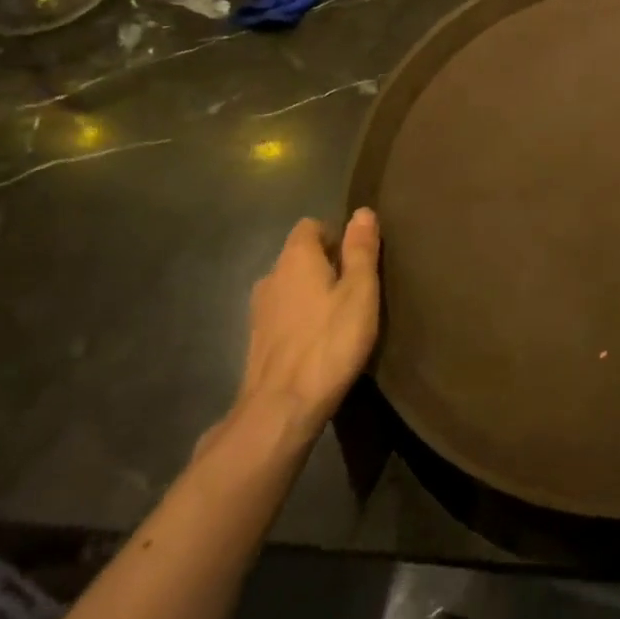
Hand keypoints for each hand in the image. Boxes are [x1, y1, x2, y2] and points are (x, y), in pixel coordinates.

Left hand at [233, 210, 380, 445]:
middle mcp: (271, 275)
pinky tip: (319, 339)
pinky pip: (283, 313)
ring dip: (312, 292)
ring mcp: (259, 309)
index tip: (359, 257)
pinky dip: (300, 317)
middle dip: (326, 263)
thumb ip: (361, 250)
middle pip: (299, 256)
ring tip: (340, 314)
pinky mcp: (257, 339)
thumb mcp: (360, 291)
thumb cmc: (330, 341)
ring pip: (290, 286)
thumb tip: (362, 211)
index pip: (310, 226)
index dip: (335, 234)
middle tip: (357, 287)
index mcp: (296, 258)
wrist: (282, 407)